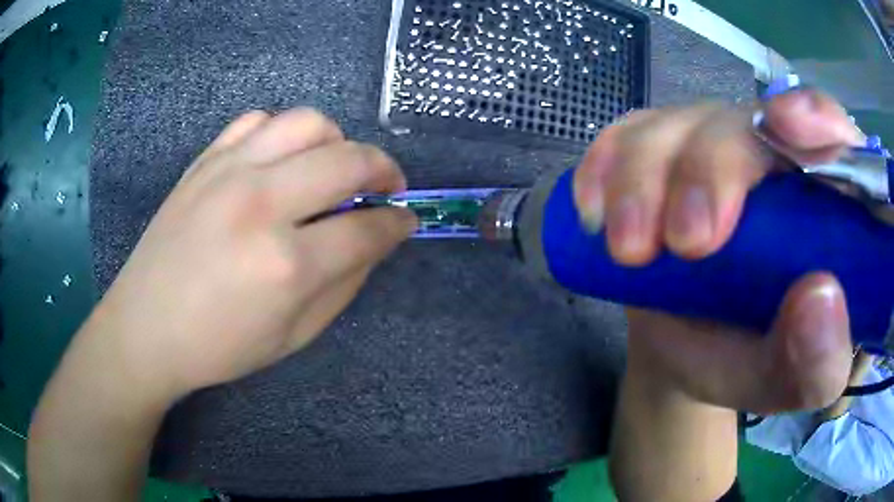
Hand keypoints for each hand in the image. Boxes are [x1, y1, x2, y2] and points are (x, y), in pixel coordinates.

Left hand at [85, 108, 416, 401]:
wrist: (146, 327)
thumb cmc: (220, 346)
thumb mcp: (295, 336)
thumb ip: (345, 283)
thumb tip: (377, 238)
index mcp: (286, 264)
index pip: (367, 228)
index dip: (398, 222)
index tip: (407, 220)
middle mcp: (261, 204)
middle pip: (349, 159)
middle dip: (385, 170)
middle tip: (388, 187)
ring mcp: (229, 172)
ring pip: (308, 123)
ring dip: (337, 141)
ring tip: (334, 167)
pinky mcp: (205, 161)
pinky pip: (258, 121)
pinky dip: (282, 134)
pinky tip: (280, 160)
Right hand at [574, 89, 862, 413]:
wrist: (691, 351)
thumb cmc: (756, 362)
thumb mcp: (795, 383)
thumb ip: (819, 361)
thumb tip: (820, 297)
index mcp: (830, 203)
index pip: (837, 137)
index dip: (817, 119)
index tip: (787, 131)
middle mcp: (777, 157)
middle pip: (750, 123)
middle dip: (714, 171)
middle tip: (687, 245)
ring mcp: (715, 145)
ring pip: (680, 123)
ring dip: (647, 180)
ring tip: (630, 251)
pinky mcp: (662, 151)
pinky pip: (627, 134)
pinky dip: (606, 166)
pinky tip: (596, 211)